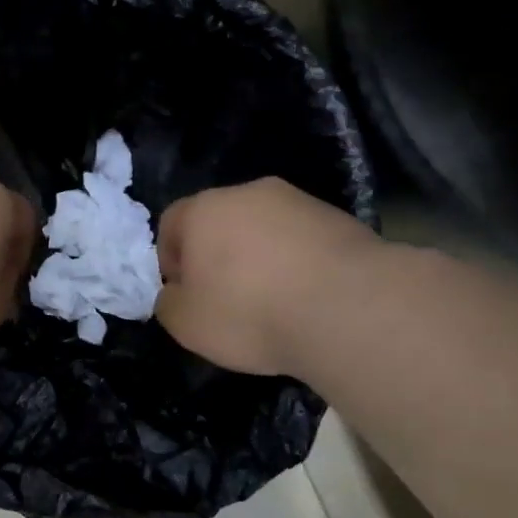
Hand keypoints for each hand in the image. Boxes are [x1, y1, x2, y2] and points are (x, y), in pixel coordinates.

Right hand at [154, 179, 378, 376]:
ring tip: (275, 301)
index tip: (186, 294)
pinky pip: (302, 240)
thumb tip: (175, 293)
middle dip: (218, 255)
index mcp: (203, 209)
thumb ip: (168, 303)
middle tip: (227, 298)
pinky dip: (298, 263)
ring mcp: (298, 201)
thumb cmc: (250, 312)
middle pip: (219, 221)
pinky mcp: (339, 219)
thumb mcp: (186, 324)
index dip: (171, 260)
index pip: (171, 224)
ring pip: (264, 228)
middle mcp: (247, 193)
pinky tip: (308, 298)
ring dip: (261, 257)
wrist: (349, 308)